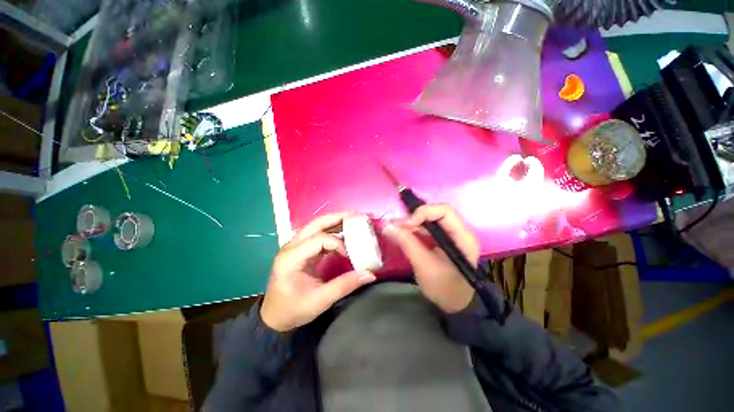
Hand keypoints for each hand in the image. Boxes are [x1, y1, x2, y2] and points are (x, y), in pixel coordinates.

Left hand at [260, 212, 376, 331]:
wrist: (274, 317)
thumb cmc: (294, 309)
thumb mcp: (320, 300)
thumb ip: (345, 285)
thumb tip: (370, 274)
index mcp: (291, 258)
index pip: (319, 239)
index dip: (338, 243)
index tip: (350, 255)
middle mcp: (290, 246)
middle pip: (315, 224)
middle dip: (336, 218)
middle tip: (355, 215)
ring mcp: (293, 246)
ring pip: (315, 226)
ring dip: (334, 222)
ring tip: (351, 220)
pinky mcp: (299, 249)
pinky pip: (316, 235)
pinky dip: (330, 232)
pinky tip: (342, 233)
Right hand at [384, 204, 478, 312]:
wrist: (455, 305)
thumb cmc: (444, 288)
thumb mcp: (424, 266)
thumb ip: (407, 243)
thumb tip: (387, 226)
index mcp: (462, 236)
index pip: (444, 211)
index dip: (423, 212)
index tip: (404, 224)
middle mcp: (458, 231)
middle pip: (435, 213)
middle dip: (414, 218)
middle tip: (395, 226)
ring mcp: (450, 235)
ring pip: (429, 219)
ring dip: (411, 223)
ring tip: (395, 230)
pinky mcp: (441, 240)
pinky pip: (426, 228)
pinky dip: (413, 230)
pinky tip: (401, 234)